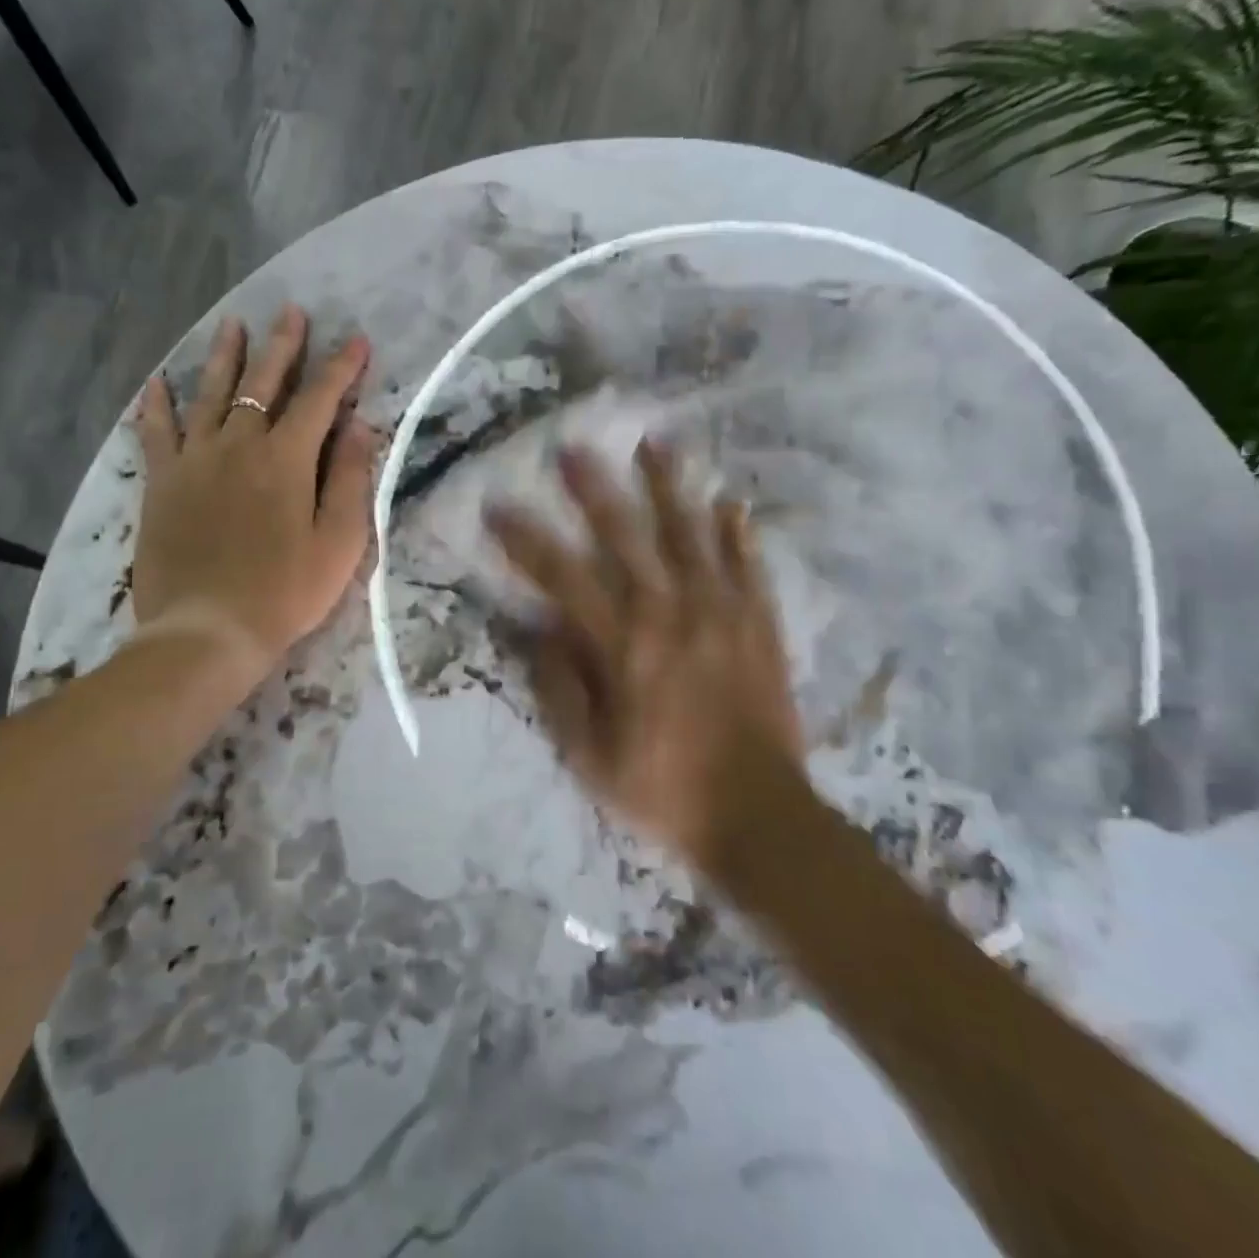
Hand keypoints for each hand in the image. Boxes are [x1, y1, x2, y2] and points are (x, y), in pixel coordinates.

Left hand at [131, 304, 375, 682]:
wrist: (208, 630)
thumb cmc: (285, 592)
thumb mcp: (339, 542)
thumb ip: (349, 478)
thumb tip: (361, 425)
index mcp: (286, 459)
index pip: (320, 399)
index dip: (341, 368)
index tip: (358, 341)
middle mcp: (239, 445)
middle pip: (262, 383)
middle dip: (283, 346)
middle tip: (292, 312)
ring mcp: (194, 460)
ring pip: (210, 394)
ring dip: (225, 356)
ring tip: (232, 324)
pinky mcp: (162, 483)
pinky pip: (156, 432)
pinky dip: (157, 405)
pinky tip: (157, 382)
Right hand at [486, 440, 806, 874]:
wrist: (759, 817)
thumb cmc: (663, 788)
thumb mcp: (590, 754)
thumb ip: (560, 686)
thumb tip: (539, 627)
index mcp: (623, 645)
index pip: (562, 576)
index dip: (525, 540)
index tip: (498, 506)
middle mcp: (671, 614)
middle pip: (627, 536)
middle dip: (594, 489)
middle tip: (573, 447)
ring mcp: (723, 613)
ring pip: (691, 534)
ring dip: (669, 487)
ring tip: (655, 442)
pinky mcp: (761, 624)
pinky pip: (748, 566)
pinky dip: (737, 532)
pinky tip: (729, 502)